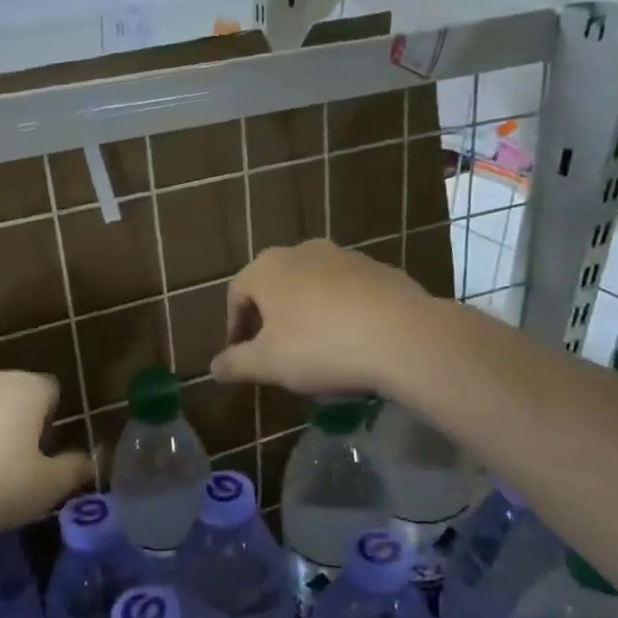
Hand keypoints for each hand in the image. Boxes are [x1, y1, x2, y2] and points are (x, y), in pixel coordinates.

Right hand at [211, 240, 436, 395]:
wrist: (403, 337)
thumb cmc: (320, 347)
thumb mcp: (268, 364)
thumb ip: (235, 364)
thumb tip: (213, 366)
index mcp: (268, 268)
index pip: (237, 294)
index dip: (234, 328)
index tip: (240, 356)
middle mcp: (303, 251)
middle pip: (274, 287)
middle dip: (269, 320)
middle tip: (273, 353)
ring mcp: (345, 256)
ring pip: (312, 287)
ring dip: (305, 315)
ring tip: (314, 350)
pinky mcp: (380, 270)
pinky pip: (347, 293)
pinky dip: (340, 313)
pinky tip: (350, 342)